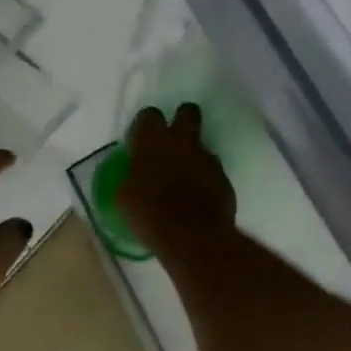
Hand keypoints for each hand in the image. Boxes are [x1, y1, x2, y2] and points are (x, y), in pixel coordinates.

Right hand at [117, 104, 235, 258]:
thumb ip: (132, 176)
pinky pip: (213, 171)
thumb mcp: (125, 196)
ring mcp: (207, 158)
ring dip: (193, 156)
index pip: (149, 114)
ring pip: (202, 145)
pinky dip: (206, 180)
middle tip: (173, 140)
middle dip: (182, 120)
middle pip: (187, 112)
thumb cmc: (149, 214)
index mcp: (152, 141)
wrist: (193, 237)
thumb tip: (134, 175)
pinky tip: (198, 199)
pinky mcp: (224, 178)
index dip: (145, 126)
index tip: (141, 142)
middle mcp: (182, 142)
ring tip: (185, 180)